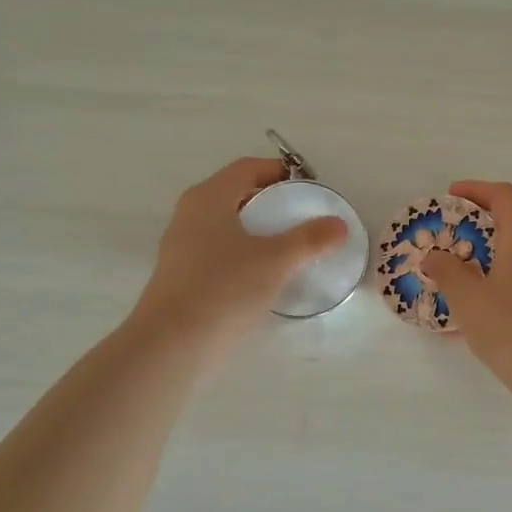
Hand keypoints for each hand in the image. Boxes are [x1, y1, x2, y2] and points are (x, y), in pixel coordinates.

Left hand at [135, 157, 347, 346]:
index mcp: (209, 197)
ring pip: (226, 225)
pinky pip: (217, 251)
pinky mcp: (180, 276)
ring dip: (256, 230)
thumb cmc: (225, 287)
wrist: (172, 344)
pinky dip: (242, 253)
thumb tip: (339, 225)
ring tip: (288, 247)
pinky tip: (262, 277)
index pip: (247, 168)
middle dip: (270, 201)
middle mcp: (190, 214)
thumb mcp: (277, 260)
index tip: (307, 187)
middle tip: (302, 216)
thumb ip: (310, 239)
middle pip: (235, 194)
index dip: (278, 171)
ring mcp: (180, 246)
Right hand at [420, 180, 511, 411]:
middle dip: (480, 225)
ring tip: (457, 276)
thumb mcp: (468, 298)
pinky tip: (476, 314)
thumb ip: (447, 271)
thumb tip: (435, 256)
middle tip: (449, 236)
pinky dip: (499, 285)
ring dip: (489, 258)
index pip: (505, 196)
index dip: (477, 190)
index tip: (450, 196)